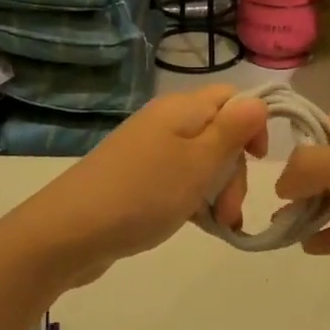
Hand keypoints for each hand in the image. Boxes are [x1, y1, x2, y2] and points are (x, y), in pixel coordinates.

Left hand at [6, 85, 268, 287]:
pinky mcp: (137, 178)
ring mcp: (148, 150)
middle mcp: (165, 122)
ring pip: (201, 161)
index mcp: (181, 109)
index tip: (260, 161)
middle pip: (219, 133)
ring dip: (218, 191)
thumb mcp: (198, 163)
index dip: (252, 125)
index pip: (231, 97)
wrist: (69, 232)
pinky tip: (199, 225)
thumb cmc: (143, 193)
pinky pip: (178, 181)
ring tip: (219, 225)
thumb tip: (258, 101)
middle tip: (230, 210)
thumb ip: (232, 130)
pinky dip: (194, 200)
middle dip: (235, 170)